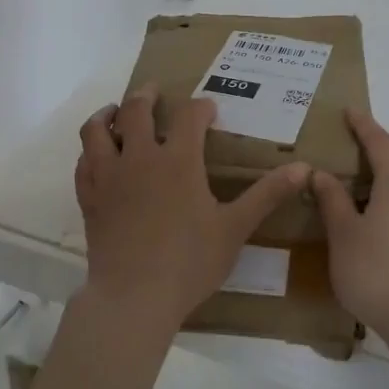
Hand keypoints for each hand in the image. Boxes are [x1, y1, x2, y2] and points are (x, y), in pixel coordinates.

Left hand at [75, 83, 309, 331]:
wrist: (134, 297)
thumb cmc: (190, 262)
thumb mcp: (235, 228)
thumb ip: (267, 195)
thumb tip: (304, 168)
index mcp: (178, 160)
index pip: (189, 116)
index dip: (200, 107)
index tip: (208, 110)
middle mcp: (140, 158)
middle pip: (137, 110)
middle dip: (147, 95)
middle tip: (154, 91)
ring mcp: (109, 176)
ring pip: (97, 130)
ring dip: (108, 114)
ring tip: (115, 112)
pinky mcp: (90, 198)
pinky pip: (84, 163)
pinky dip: (90, 152)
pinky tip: (97, 156)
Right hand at [313, 110, 388, 336]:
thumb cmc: (374, 271)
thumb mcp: (343, 235)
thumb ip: (333, 201)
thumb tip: (322, 173)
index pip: (381, 145)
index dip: (365, 127)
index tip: (351, 112)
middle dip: (372, 180)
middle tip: (344, 190)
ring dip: (386, 211)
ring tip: (361, 233)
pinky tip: (384, 262)